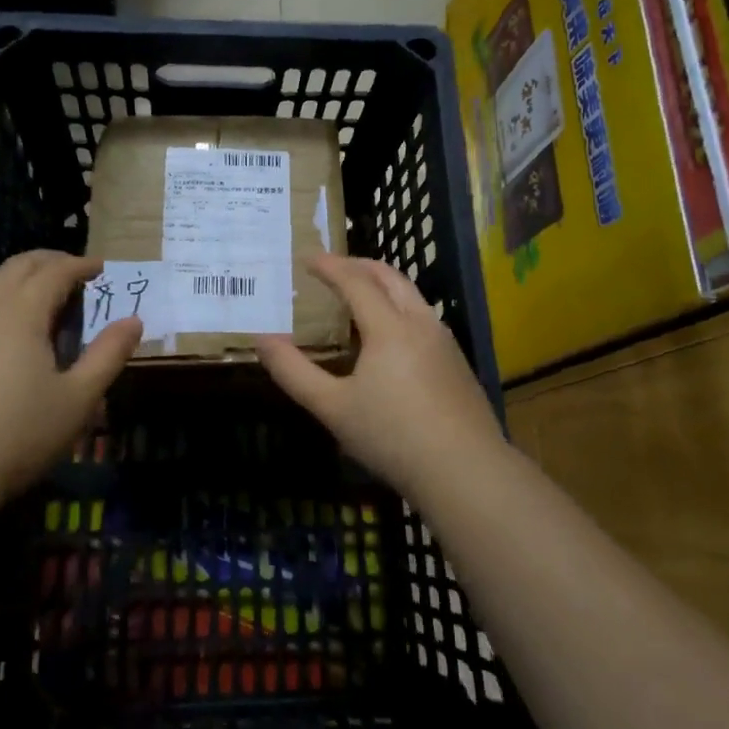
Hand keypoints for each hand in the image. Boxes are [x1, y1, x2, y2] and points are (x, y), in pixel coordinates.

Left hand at [0, 251, 141, 501]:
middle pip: (17, 267)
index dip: (80, 265)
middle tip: (74, 270)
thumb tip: (134, 321)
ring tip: (37, 287)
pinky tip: (1, 325)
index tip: (101, 267)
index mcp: (21, 312)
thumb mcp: (78, 399)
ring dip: (16, 274)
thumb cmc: (18, 434)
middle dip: (48, 261)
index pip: (54, 272)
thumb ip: (108, 355)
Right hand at [255, 255, 502, 494]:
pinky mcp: (457, 362)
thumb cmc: (392, 437)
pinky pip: (423, 316)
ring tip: (358, 295)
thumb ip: (294, 372)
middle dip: (358, 265)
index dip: (329, 266)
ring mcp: (444, 341)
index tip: (307, 257)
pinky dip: (399, 307)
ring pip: (411, 295)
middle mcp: (420, 322)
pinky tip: (389, 336)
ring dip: (382, 284)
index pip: (355, 281)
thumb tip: (263, 340)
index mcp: (389, 327)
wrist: (466, 471)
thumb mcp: (332, 408)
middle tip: (332, 267)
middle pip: (389, 277)